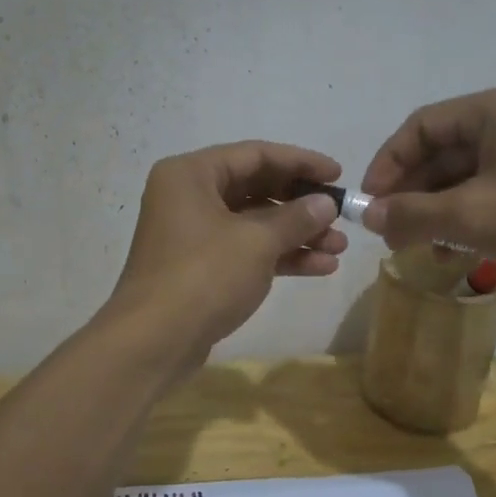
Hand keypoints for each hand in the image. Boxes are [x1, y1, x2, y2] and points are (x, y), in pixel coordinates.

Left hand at [106, 141, 348, 364]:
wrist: (154, 342)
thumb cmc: (204, 276)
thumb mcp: (257, 242)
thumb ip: (296, 217)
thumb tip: (327, 203)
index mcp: (191, 174)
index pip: (255, 154)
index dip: (301, 162)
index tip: (338, 174)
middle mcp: (188, 196)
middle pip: (256, 188)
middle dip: (302, 205)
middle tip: (341, 215)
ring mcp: (193, 234)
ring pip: (254, 223)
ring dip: (297, 234)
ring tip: (339, 248)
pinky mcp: (201, 268)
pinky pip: (246, 251)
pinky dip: (280, 256)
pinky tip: (321, 268)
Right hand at [359, 84, 495, 293]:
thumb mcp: (471, 217)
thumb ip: (412, 213)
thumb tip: (368, 216)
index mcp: (494, 109)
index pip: (420, 127)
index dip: (388, 164)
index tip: (370, 203)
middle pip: (440, 152)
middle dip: (411, 194)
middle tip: (389, 232)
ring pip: (461, 176)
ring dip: (434, 211)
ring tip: (417, 248)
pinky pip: (486, 191)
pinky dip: (463, 218)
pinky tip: (451, 251)